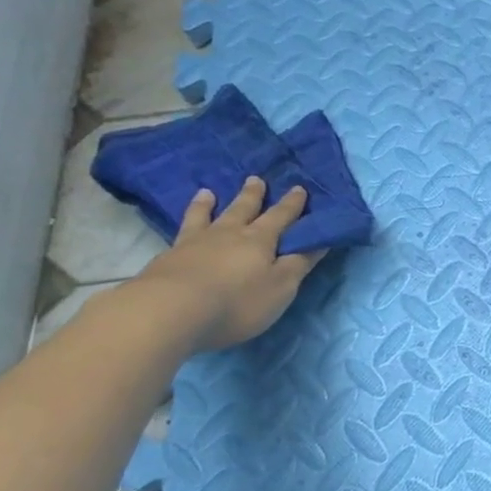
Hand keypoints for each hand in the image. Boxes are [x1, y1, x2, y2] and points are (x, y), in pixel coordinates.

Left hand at [136, 178, 324, 350]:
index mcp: (260, 240)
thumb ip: (299, 263)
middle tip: (256, 179)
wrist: (171, 311)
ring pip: (207, 216)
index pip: (281, 217)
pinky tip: (184, 224)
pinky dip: (187, 220)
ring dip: (211, 203)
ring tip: (209, 191)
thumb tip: (320, 240)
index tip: (299, 188)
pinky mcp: (169, 257)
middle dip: (253, 195)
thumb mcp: (281, 287)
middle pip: (244, 209)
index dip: (292, 205)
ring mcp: (195, 243)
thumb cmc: (237, 302)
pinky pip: (182, 230)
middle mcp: (229, 234)